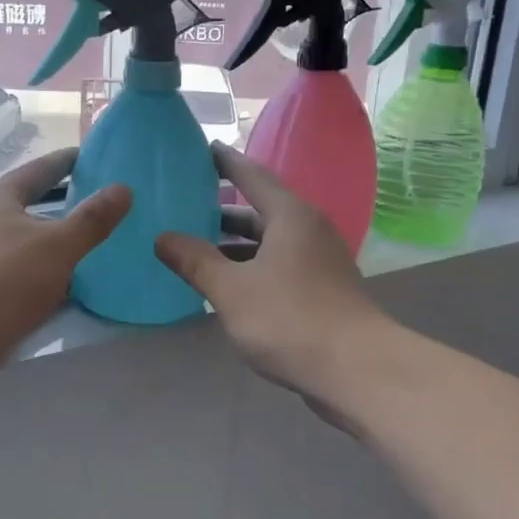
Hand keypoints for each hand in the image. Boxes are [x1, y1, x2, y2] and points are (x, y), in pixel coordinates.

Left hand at [0, 148, 130, 401]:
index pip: (40, 170)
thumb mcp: (55, 246)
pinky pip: (27, 282)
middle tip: (108, 207)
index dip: (67, 162)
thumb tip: (123, 188)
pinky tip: (77, 293)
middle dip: (68, 208)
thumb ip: (91, 220)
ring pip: (31, 249)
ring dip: (60, 250)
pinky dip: (51, 283)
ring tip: (101, 251)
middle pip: (34, 210)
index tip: (94, 156)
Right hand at [155, 145, 385, 401]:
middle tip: (184, 205)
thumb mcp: (232, 290)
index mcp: (290, 216)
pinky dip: (251, 267)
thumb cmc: (290, 319)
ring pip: (269, 242)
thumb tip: (162, 238)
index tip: (203, 148)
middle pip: (260, 210)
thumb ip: (195, 261)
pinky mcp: (322, 289)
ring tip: (195, 248)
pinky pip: (279, 265)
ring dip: (235, 244)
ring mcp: (319, 261)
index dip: (225, 161)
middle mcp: (308, 230)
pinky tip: (227, 284)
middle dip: (222, 210)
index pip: (252, 175)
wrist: (356, 369)